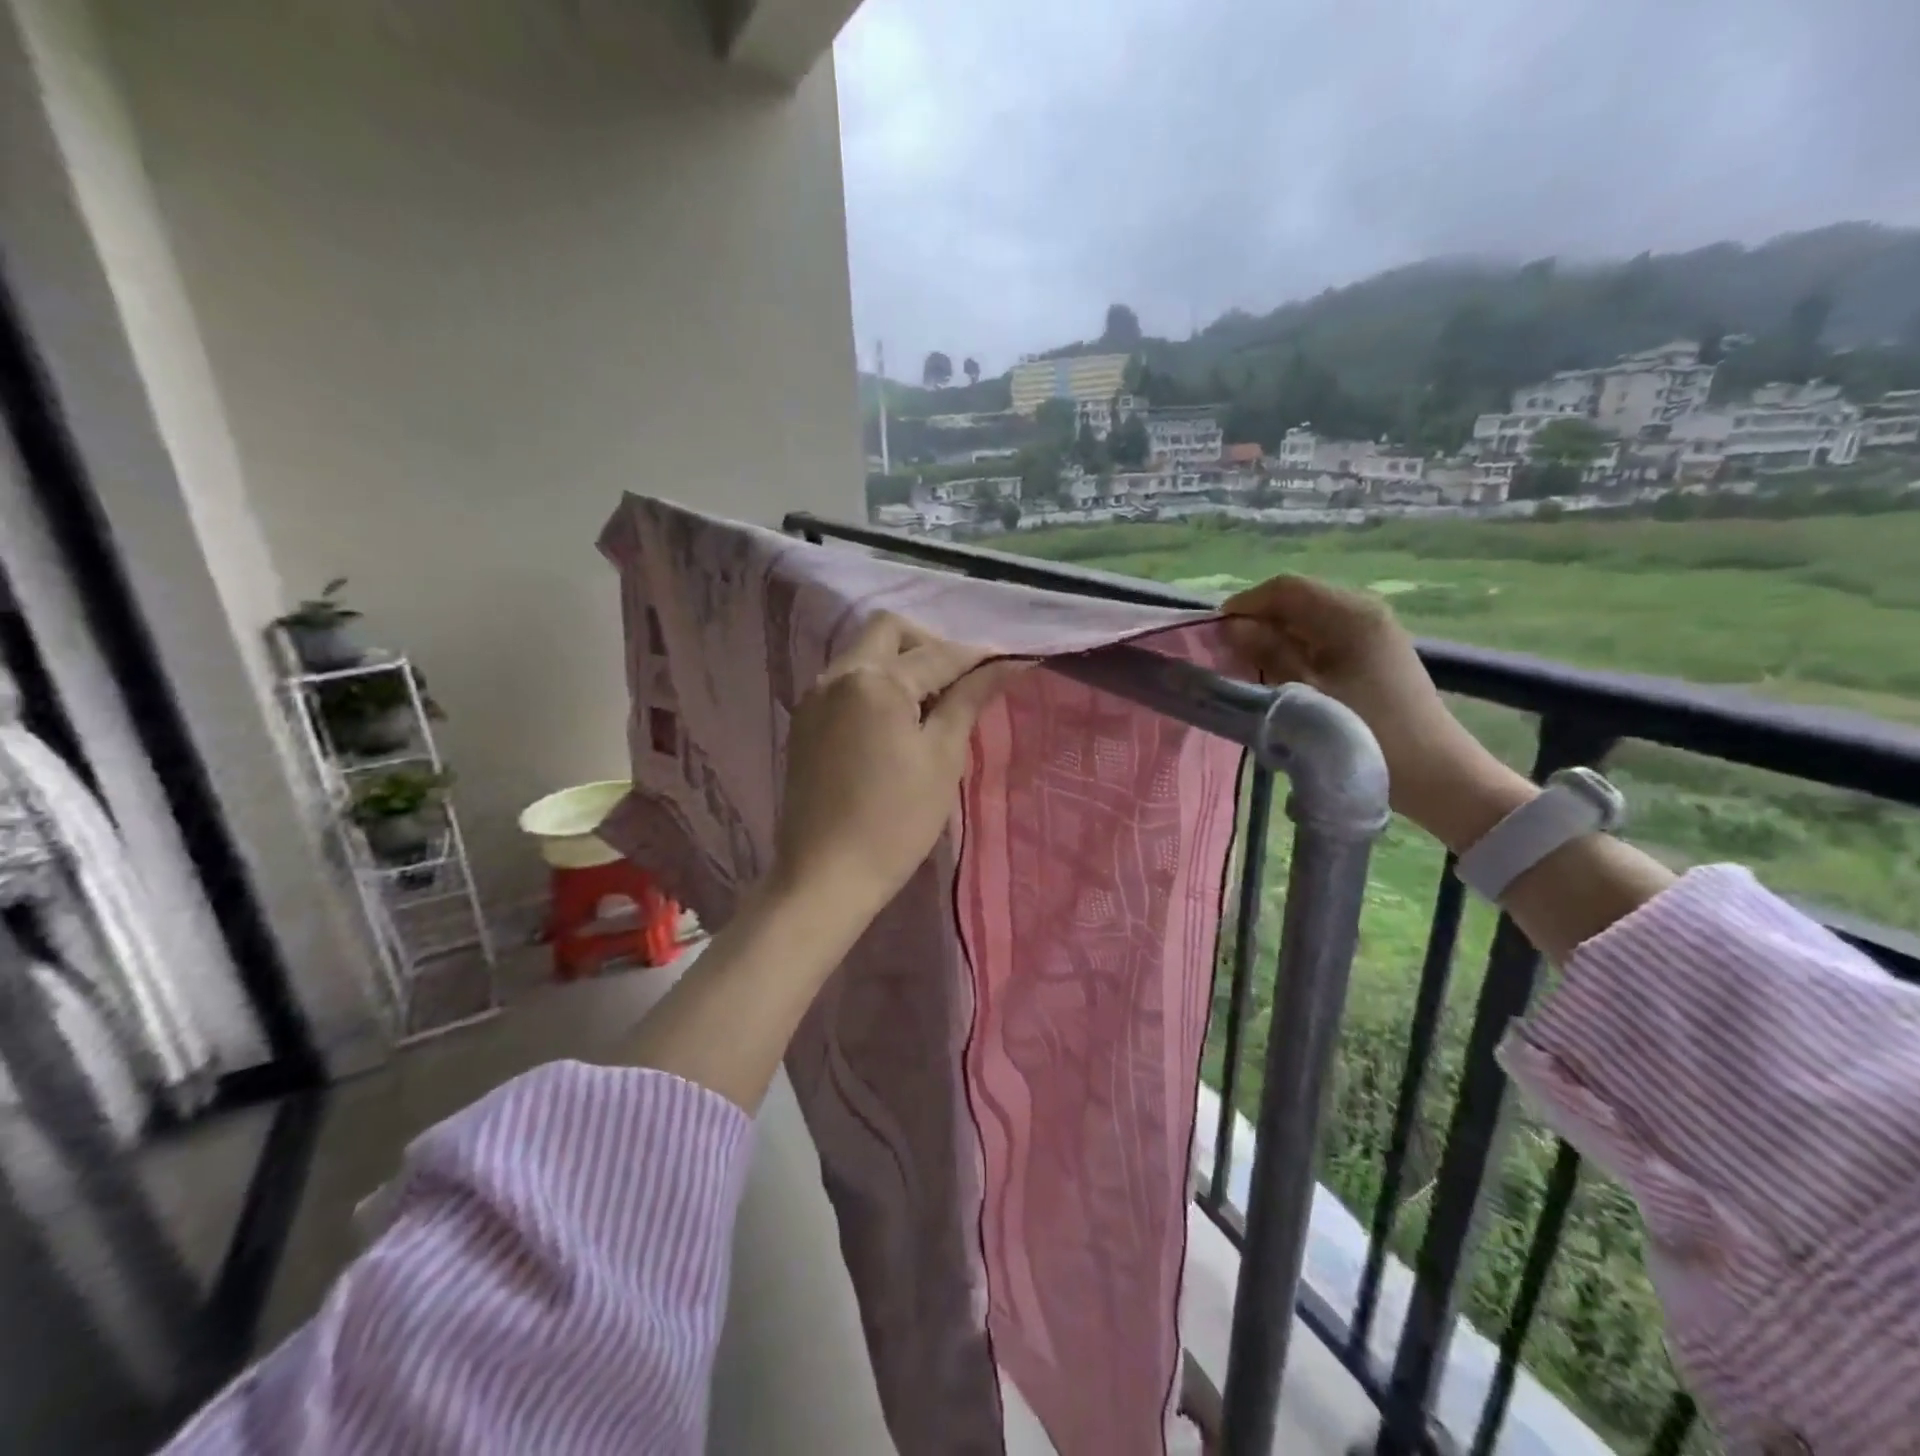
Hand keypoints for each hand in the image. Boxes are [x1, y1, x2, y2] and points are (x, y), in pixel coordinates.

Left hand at [773, 614, 1016, 920]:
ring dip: (902, 664)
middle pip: (890, 631)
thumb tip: (1005, 664)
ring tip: (932, 706)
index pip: (938, 653)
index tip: (1011, 660)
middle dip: (930, 644)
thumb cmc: (895, 821)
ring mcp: (814, 697)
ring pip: (864, 654)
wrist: (825, 876)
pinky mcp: (804, 722)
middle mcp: (837, 674)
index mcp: (874, 680)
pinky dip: (877, 686)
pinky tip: (897, 722)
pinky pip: (847, 682)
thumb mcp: (942, 758)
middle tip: (960, 682)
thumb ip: (968, 700)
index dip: (978, 656)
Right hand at [1221, 575, 1532, 851]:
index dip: (1246, 604)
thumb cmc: (1366, 732)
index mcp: (1349, 614)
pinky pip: (1325, 636)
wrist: (1434, 773)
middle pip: (1298, 599)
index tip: (1216, 633)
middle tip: (1229, 652)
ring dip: (1277, 636)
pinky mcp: (1376, 652)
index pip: (1286, 588)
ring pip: (1310, 619)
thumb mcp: (1306, 694)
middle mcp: (1364, 611)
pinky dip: (1298, 647)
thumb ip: (1268, 654)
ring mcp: (1374, 631)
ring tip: (1251, 665)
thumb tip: (1233, 628)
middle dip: (1259, 620)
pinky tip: (1283, 674)